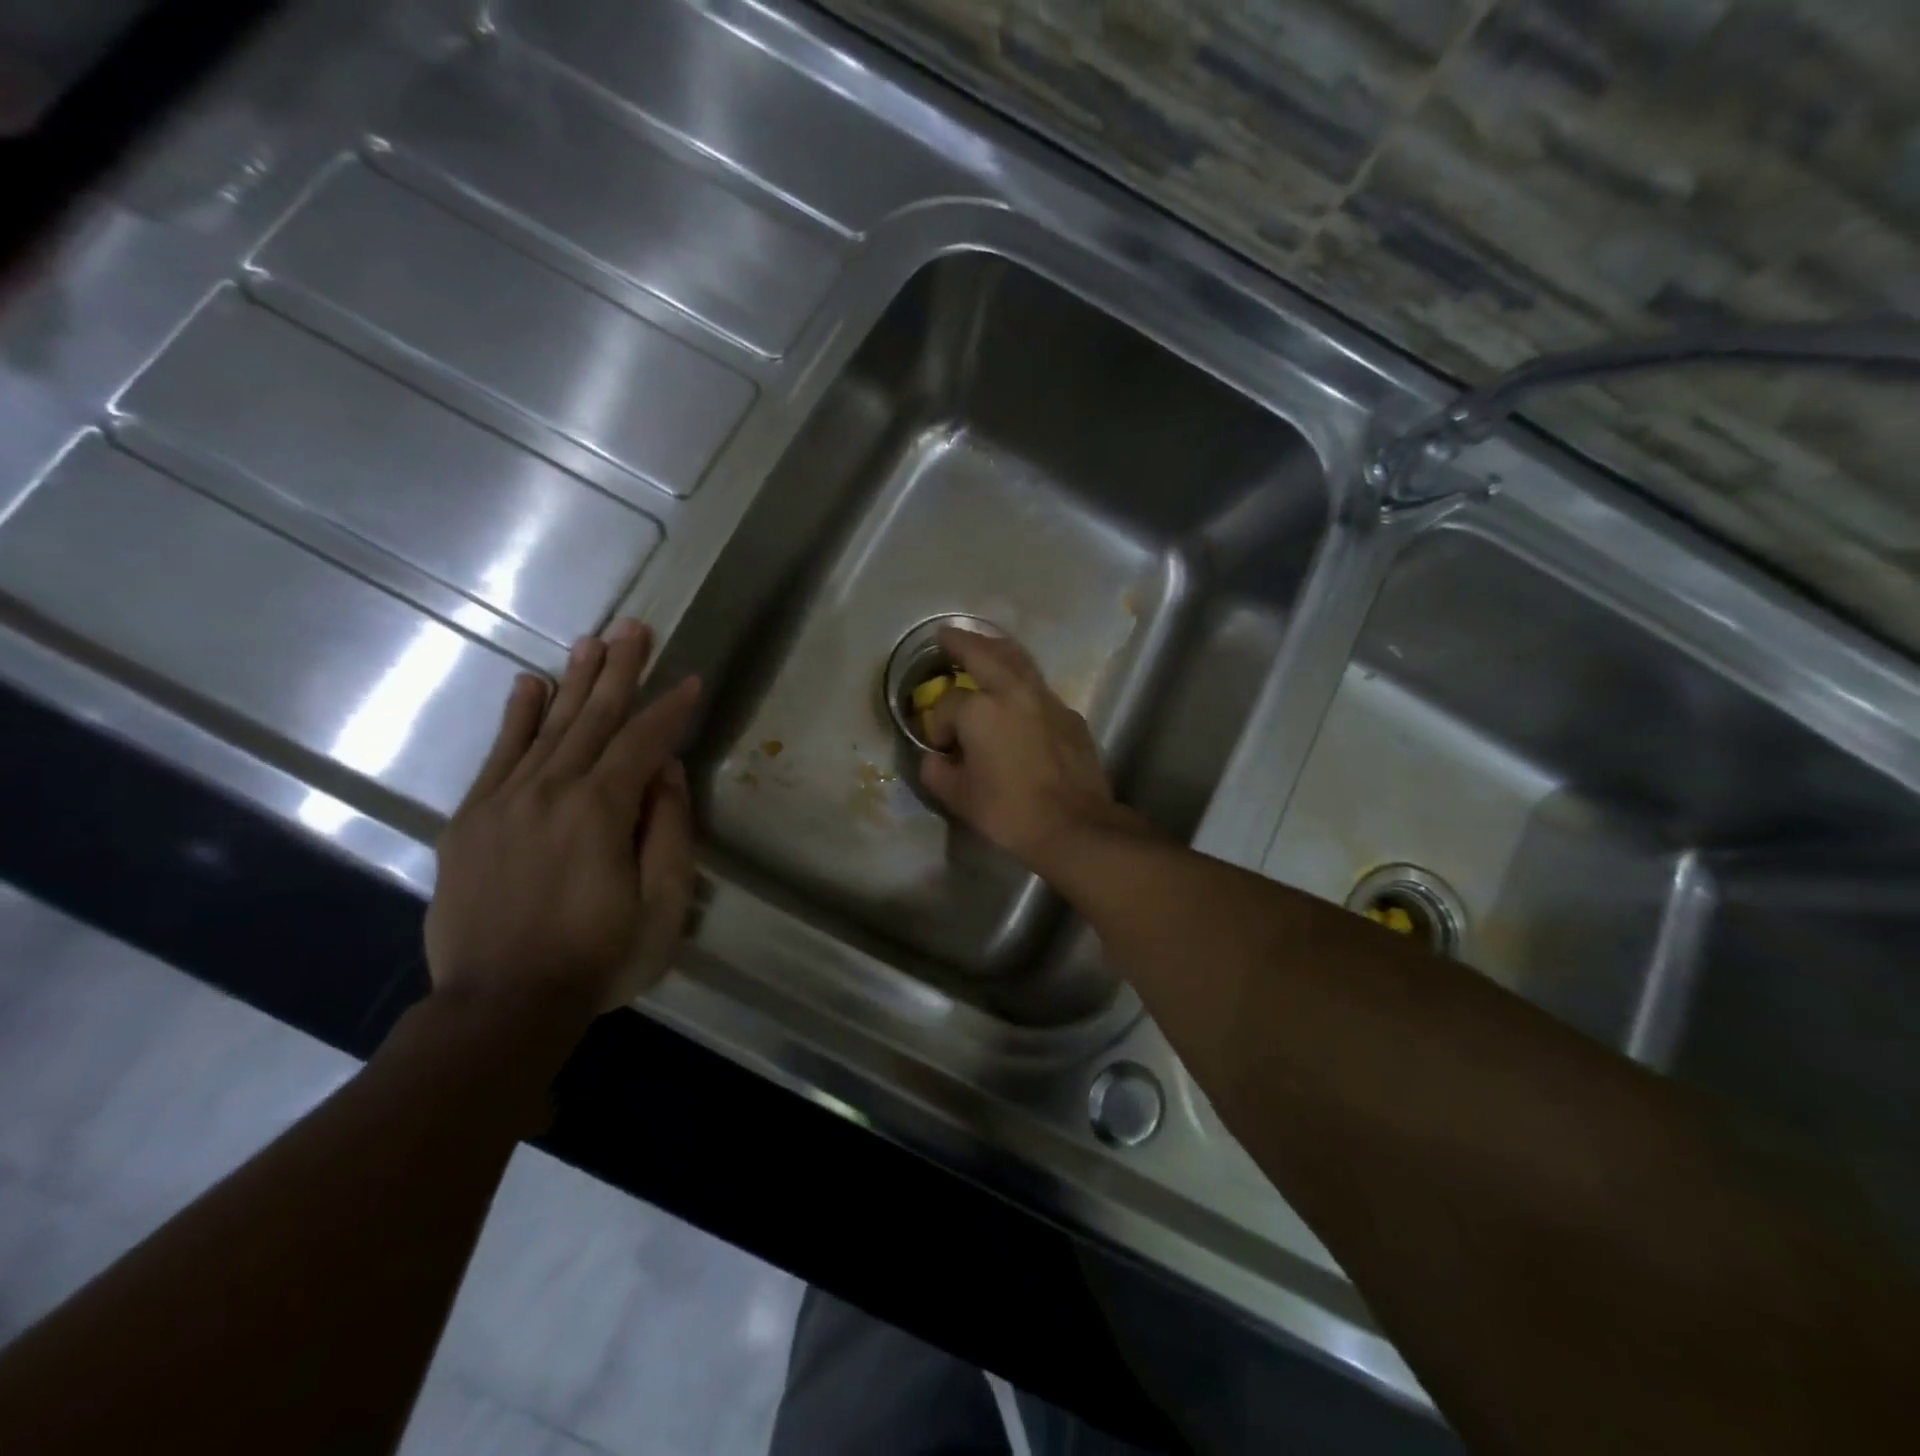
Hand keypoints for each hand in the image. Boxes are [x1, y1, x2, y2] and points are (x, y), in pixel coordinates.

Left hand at [426, 618, 701, 1017]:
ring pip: (548, 726)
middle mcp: (551, 790)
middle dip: (620, 670)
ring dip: (575, 680)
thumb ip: (668, 831)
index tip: (690, 679)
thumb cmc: (597, 959)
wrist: (500, 1006)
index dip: (670, 708)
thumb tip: (667, 772)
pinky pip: (497, 755)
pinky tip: (529, 685)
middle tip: (634, 627)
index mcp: (601, 810)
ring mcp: (504, 801)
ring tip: (593, 641)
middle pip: (593, 718)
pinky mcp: (471, 819)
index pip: (644, 742)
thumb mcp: (662, 905)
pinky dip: (516, 716)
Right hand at [919, 627, 1144, 871]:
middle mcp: (1013, 692)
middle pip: (983, 653)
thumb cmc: (1009, 811)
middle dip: (962, 642)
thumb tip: (936, 758)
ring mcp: (1047, 700)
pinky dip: (1024, 682)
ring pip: (1019, 660)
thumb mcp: (958, 797)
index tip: (941, 749)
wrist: (1074, 825)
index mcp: (979, 710)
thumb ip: (936, 771)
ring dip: (996, 648)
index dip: (937, 725)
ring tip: (984, 644)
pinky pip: (1040, 688)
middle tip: (947, 634)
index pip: (946, 703)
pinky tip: (1020, 697)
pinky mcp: (1070, 716)